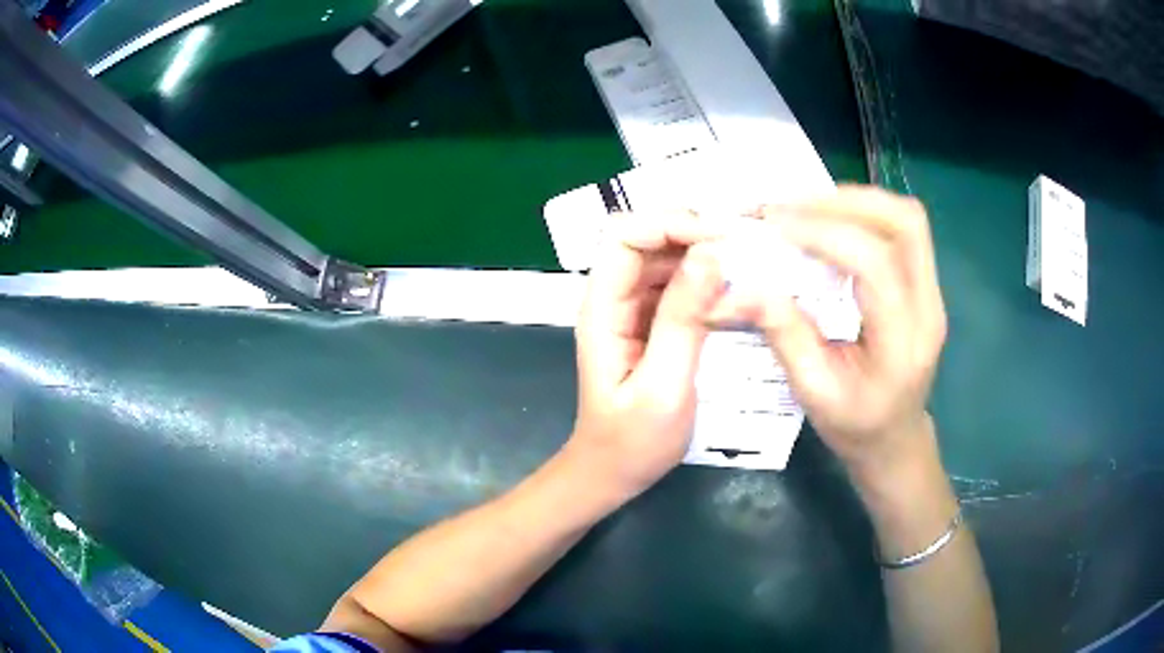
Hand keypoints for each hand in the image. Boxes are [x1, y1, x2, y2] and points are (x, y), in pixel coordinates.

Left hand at [570, 212, 726, 497]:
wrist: (614, 472)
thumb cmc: (633, 440)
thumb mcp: (664, 386)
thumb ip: (683, 320)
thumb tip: (710, 255)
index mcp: (603, 309)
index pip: (624, 237)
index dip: (668, 225)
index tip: (719, 239)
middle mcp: (613, 299)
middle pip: (645, 240)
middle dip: (691, 233)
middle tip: (743, 248)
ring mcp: (631, 310)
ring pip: (663, 259)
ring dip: (701, 254)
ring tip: (746, 264)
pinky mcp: (650, 324)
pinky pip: (675, 285)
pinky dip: (703, 279)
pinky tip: (733, 290)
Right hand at [720, 187, 946, 482]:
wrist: (896, 439)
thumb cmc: (856, 426)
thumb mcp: (814, 392)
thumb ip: (784, 334)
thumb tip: (741, 286)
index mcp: (903, 342)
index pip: (876, 264)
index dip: (825, 234)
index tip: (775, 224)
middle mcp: (928, 306)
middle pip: (905, 223)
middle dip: (845, 201)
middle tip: (792, 206)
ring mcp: (931, 290)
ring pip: (906, 218)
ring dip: (855, 201)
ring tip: (807, 208)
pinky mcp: (924, 282)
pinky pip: (900, 229)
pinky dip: (862, 213)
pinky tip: (829, 223)